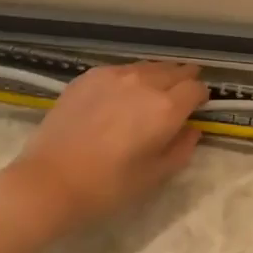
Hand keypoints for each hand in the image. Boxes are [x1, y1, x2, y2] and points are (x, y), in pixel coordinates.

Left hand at [6, 61, 208, 231]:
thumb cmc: (109, 185)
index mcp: (166, 108)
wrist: (51, 181)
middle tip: (183, 93)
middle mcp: (144, 83)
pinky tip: (122, 93)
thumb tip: (192, 129)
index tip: (199, 107)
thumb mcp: (156, 175)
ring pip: (147, 66)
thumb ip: (182, 148)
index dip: (201, 97)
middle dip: (183, 80)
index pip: (196, 88)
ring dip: (158, 75)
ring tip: (155, 89)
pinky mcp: (87, 77)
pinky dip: (130, 77)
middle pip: (174, 70)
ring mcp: (113, 76)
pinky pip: (120, 69)